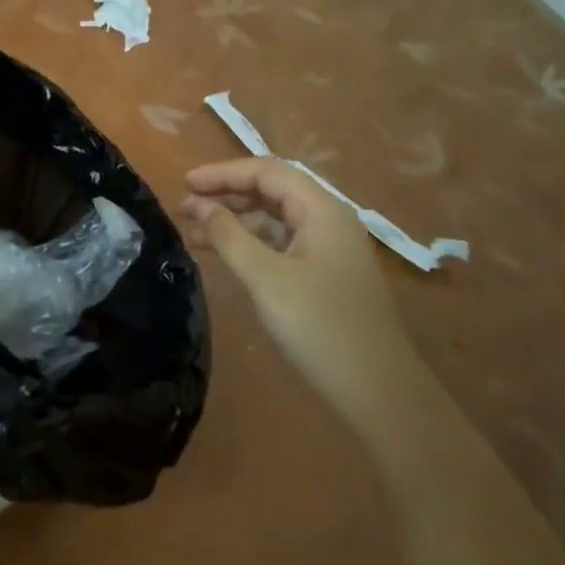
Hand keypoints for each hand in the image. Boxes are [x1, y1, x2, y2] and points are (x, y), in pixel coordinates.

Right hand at [183, 157, 420, 407]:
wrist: (379, 392)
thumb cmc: (319, 325)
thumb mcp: (265, 277)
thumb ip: (228, 235)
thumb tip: (199, 205)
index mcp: (321, 210)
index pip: (266, 172)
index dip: (223, 173)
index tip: (185, 183)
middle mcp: (329, 220)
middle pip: (272, 190)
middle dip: (227, 194)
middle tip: (185, 206)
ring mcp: (330, 248)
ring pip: (275, 218)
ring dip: (235, 219)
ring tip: (194, 231)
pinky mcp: (326, 274)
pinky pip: (282, 243)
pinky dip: (251, 243)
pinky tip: (225, 255)